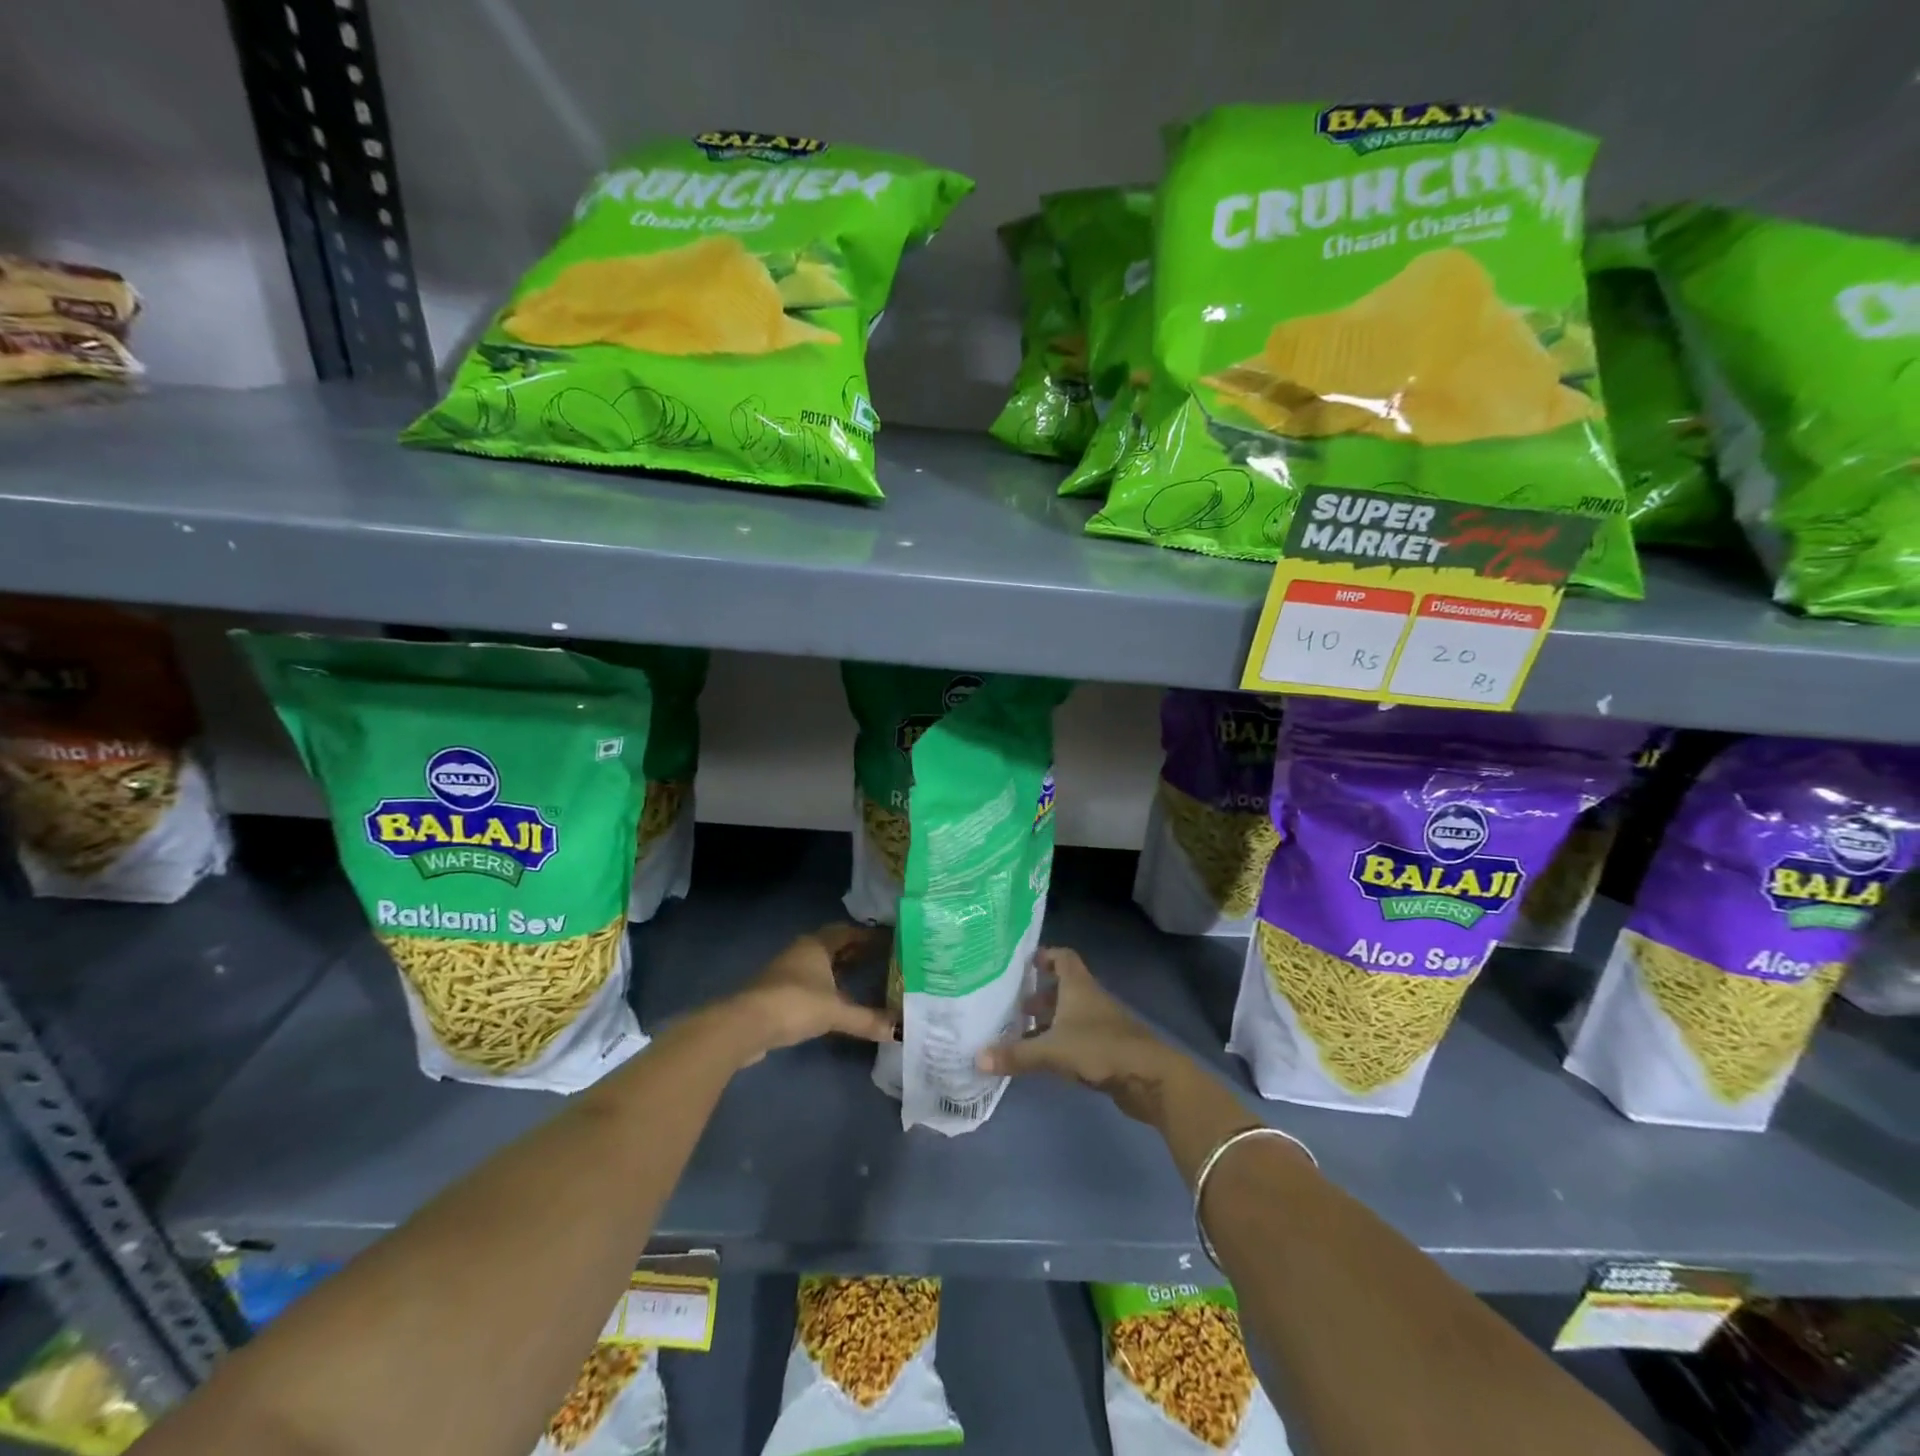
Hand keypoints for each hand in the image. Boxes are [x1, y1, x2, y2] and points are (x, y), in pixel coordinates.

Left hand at [728, 923, 894, 1064]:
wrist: (746, 1025)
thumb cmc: (795, 1004)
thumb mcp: (836, 1012)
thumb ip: (868, 1020)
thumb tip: (901, 1030)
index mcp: (817, 945)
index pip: (847, 931)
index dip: (867, 935)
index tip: (890, 940)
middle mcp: (802, 951)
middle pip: (833, 945)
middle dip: (855, 951)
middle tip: (882, 958)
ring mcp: (787, 971)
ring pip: (820, 964)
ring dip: (839, 969)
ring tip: (863, 978)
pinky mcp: (778, 992)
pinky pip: (810, 981)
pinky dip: (826, 986)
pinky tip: (836, 1000)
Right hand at [975, 947, 1191, 1124]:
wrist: (1150, 1078)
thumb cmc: (1100, 1049)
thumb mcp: (1052, 1051)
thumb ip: (1016, 1054)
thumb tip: (976, 1058)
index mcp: (1078, 987)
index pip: (1063, 957)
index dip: (1045, 956)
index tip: (1023, 964)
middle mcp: (1090, 999)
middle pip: (1063, 987)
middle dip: (1039, 994)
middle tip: (1013, 1006)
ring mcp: (1102, 1024)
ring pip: (1070, 1014)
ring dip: (1049, 1020)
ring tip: (1022, 1034)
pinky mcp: (1108, 1048)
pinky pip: (1078, 1037)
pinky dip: (1061, 1041)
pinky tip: (1045, 1058)